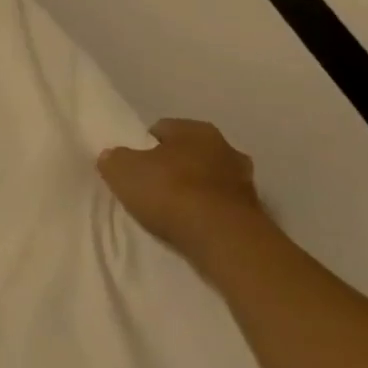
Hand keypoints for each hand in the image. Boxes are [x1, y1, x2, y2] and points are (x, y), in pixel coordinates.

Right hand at [97, 119, 270, 269]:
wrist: (223, 239)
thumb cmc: (170, 192)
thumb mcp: (122, 171)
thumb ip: (115, 159)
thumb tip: (113, 156)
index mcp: (195, 129)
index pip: (161, 129)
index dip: (142, 145)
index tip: (132, 165)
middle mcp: (226, 146)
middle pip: (188, 153)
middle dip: (172, 166)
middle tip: (150, 185)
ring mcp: (245, 180)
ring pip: (208, 178)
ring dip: (193, 189)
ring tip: (171, 210)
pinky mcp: (254, 211)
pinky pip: (220, 205)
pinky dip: (207, 211)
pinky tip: (191, 225)